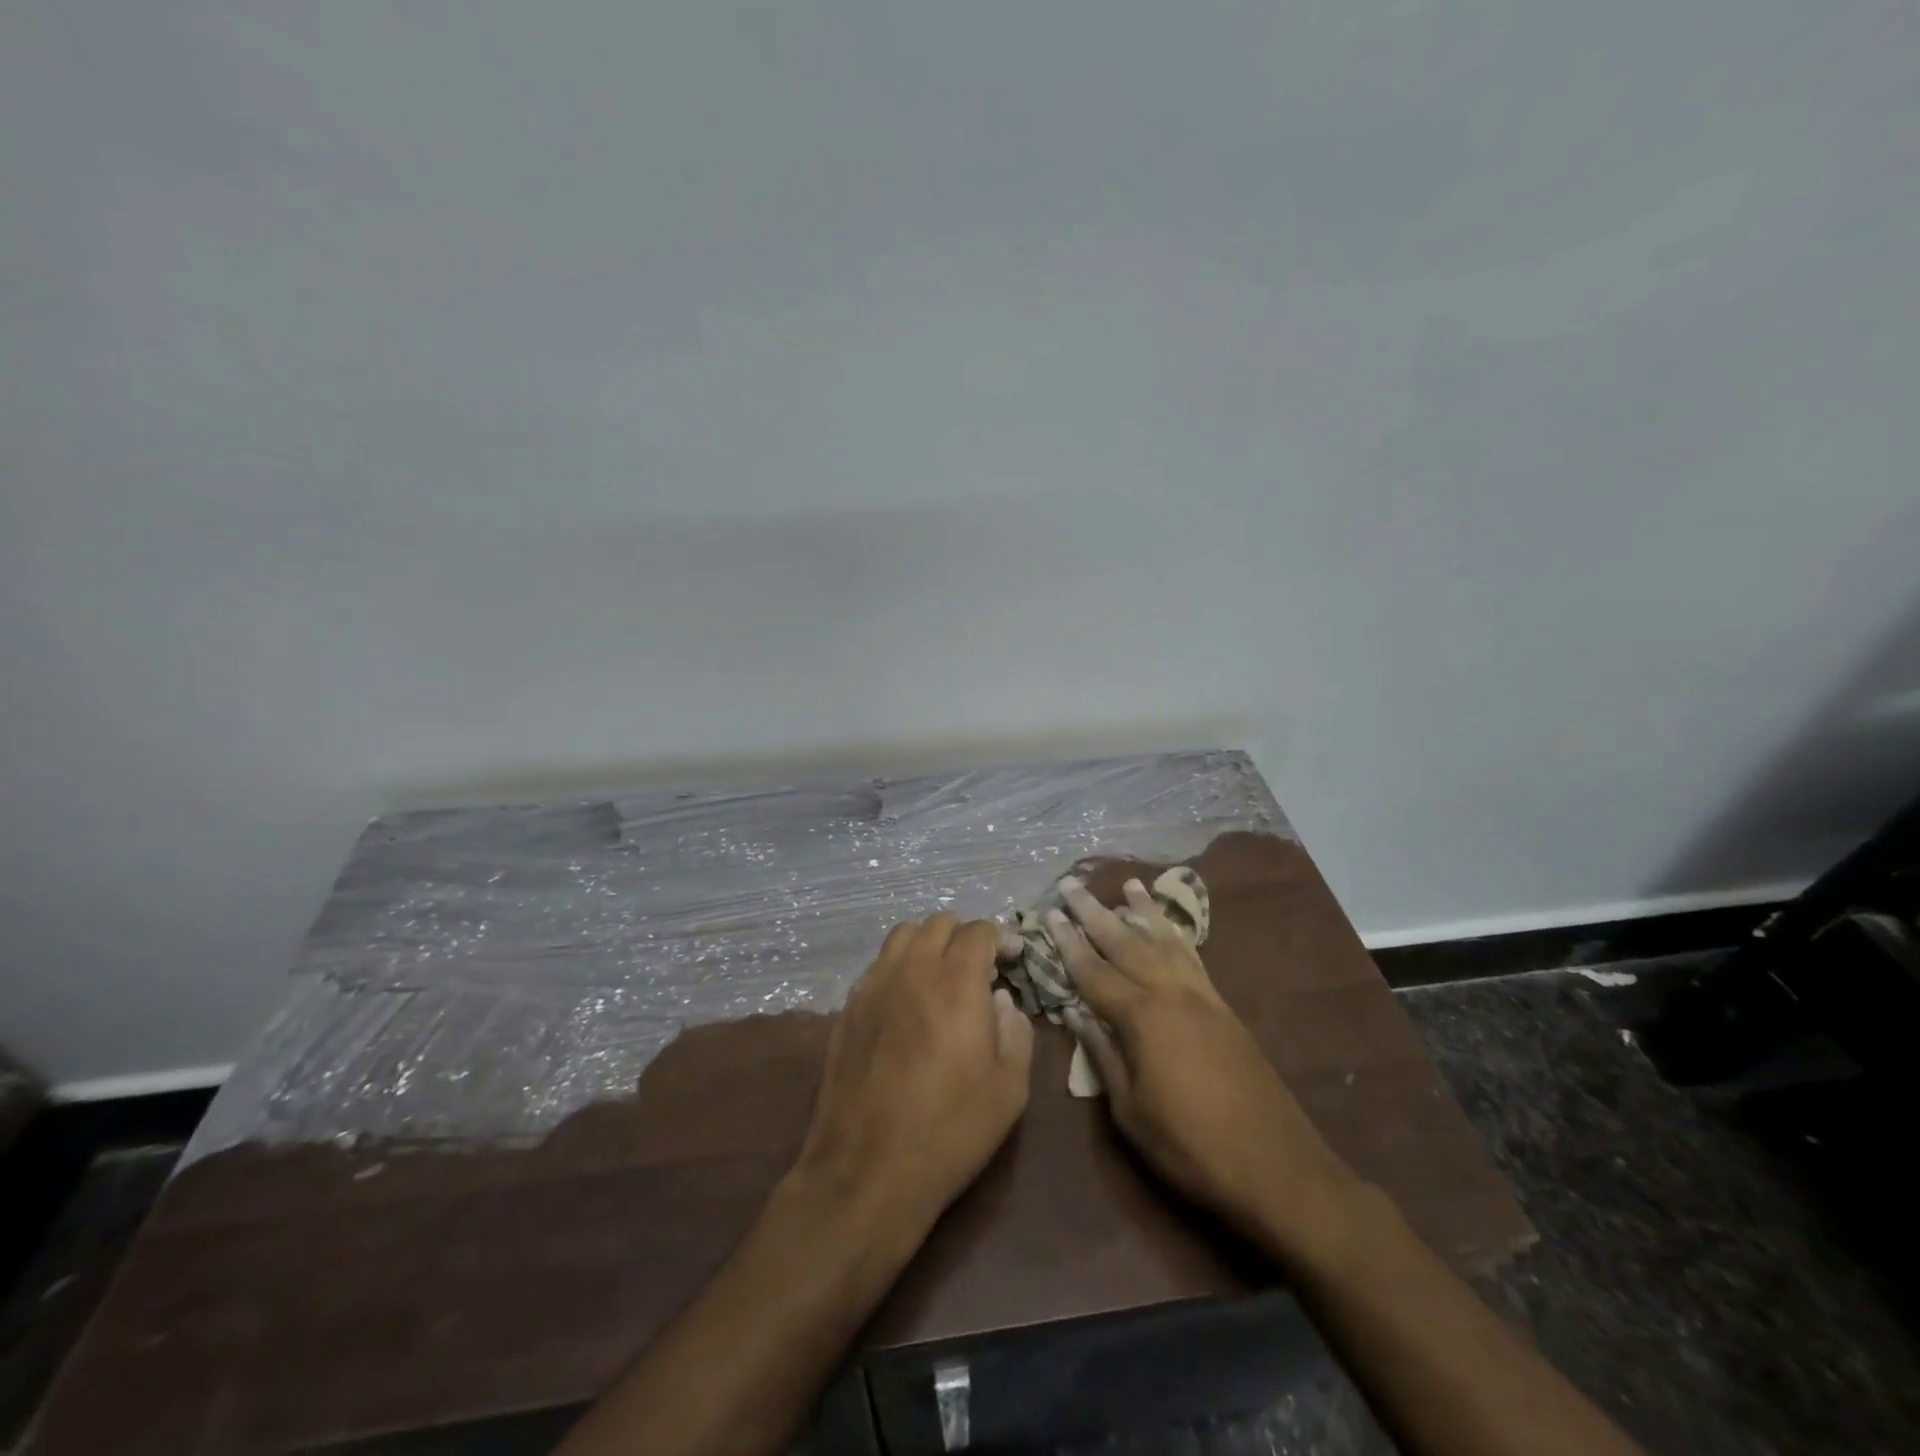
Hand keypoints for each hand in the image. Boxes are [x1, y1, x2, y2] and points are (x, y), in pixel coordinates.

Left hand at [791, 915, 1034, 1234]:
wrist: (868, 1169)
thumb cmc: (950, 1129)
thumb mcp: (1010, 1089)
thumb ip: (1016, 1032)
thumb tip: (1002, 1001)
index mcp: (956, 982)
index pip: (978, 931)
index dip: (1000, 937)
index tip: (1011, 958)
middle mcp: (912, 970)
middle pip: (938, 923)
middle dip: (964, 935)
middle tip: (979, 967)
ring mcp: (874, 985)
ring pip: (902, 936)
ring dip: (928, 943)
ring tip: (941, 975)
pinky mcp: (848, 1008)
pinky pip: (877, 965)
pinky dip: (899, 966)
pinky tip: (906, 1000)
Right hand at [1049, 879, 1360, 1254]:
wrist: (1276, 1166)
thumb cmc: (1191, 1147)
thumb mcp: (1131, 1112)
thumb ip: (1103, 1055)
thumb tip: (1076, 1014)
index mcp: (1142, 1017)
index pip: (1093, 971)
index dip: (1068, 943)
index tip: (1049, 913)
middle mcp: (1170, 993)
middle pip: (1125, 942)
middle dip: (1095, 912)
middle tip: (1072, 884)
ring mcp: (1202, 996)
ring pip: (1165, 940)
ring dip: (1142, 911)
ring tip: (1128, 884)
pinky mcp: (1224, 1007)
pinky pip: (1193, 956)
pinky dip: (1177, 934)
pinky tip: (1169, 927)